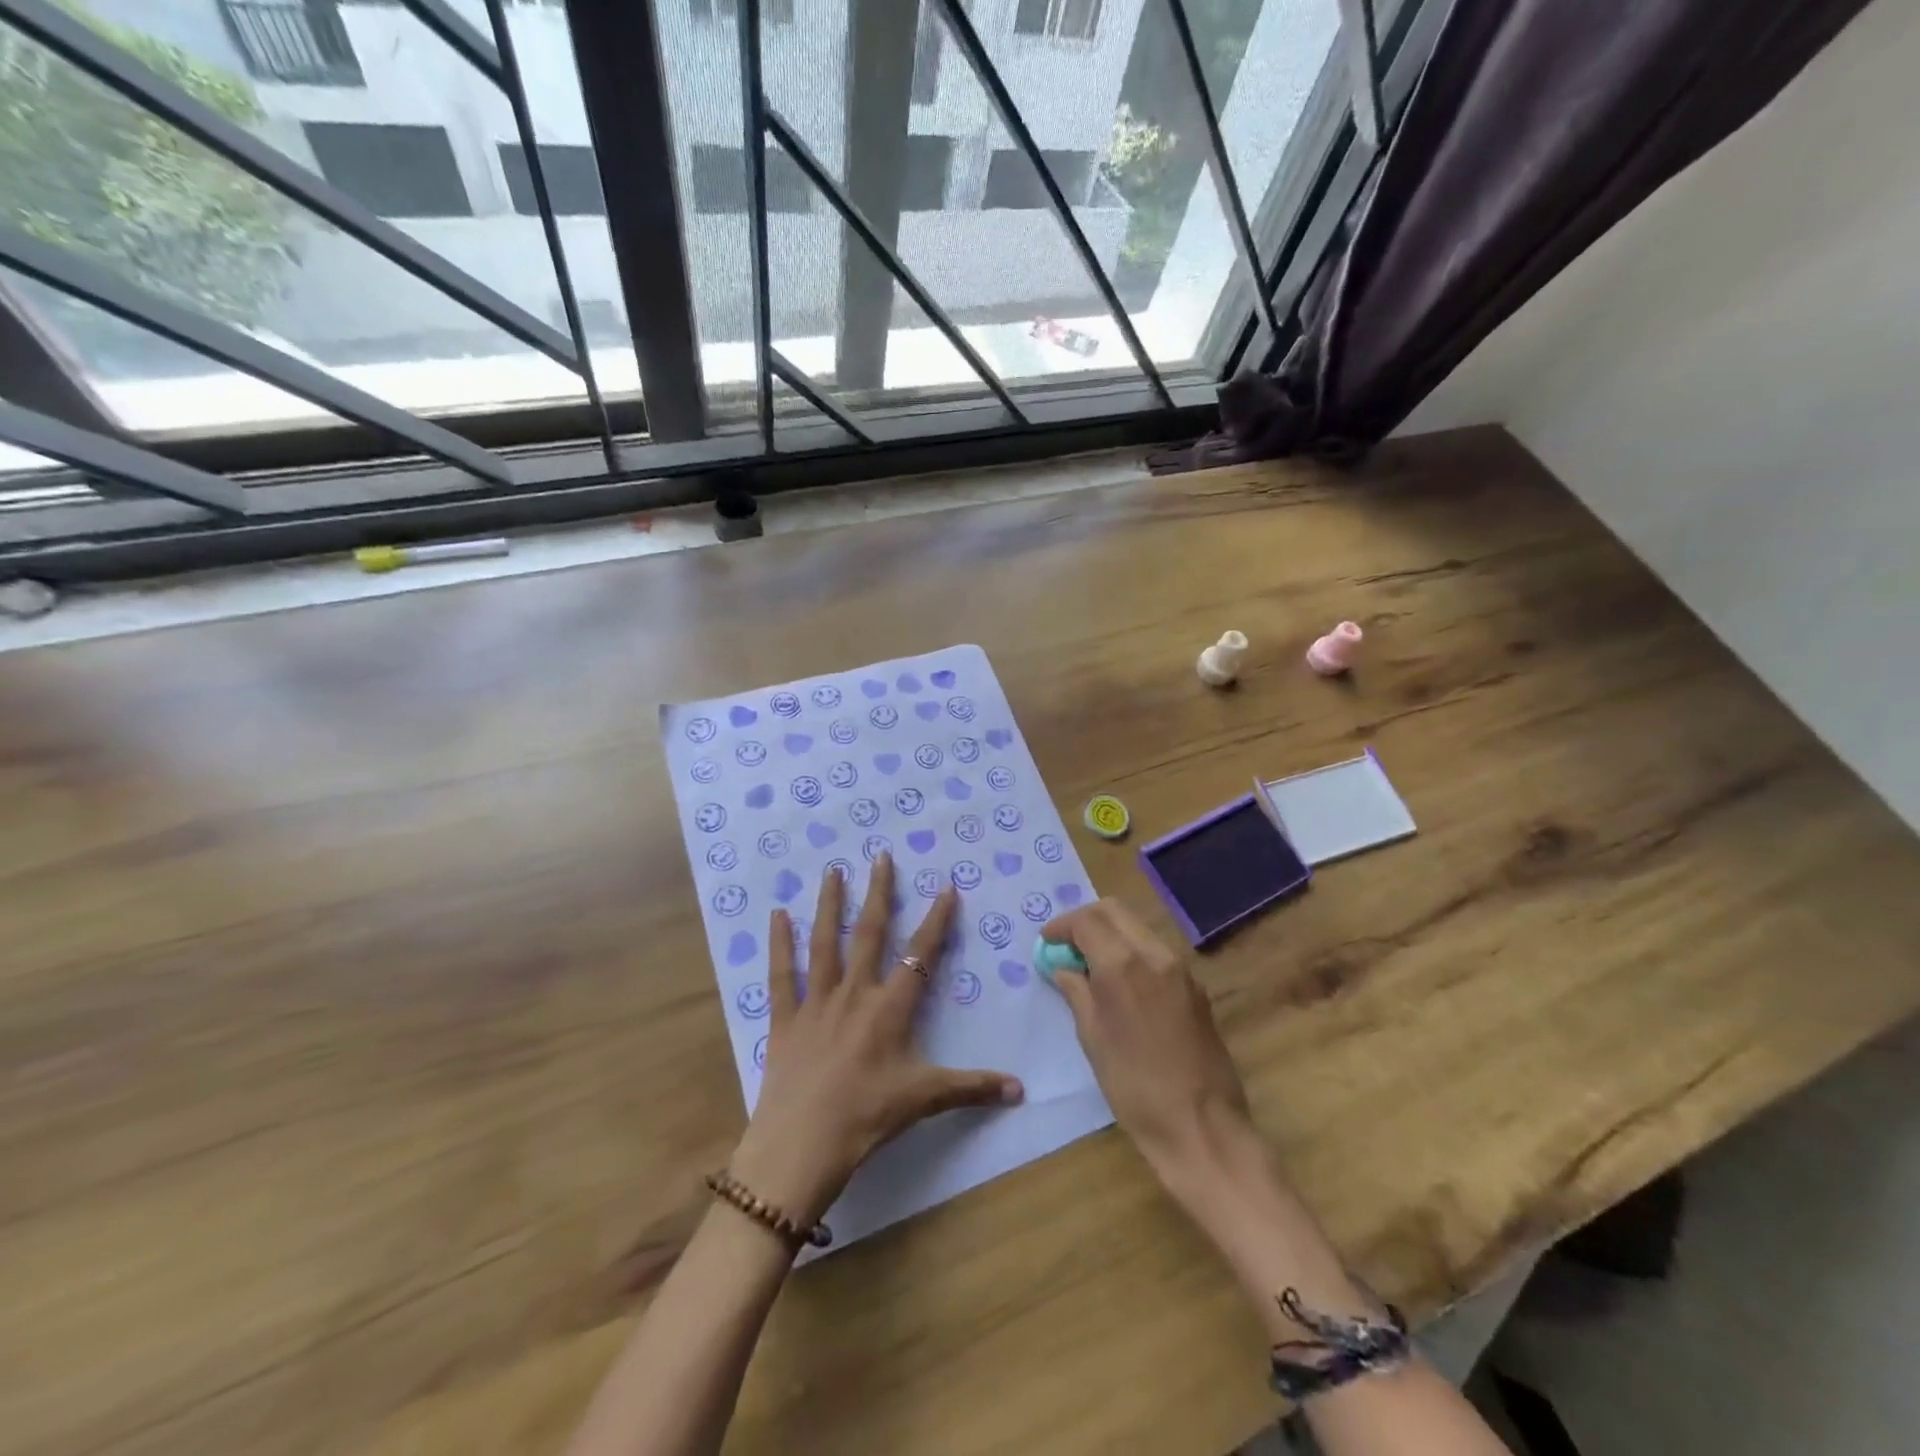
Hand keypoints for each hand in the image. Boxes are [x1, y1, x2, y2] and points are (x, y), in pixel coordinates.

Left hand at [728, 854, 1023, 1229]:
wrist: (800, 1147)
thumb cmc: (866, 1119)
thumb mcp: (924, 1100)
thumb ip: (972, 1088)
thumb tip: (1021, 1090)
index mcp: (890, 1008)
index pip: (920, 955)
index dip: (937, 920)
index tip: (946, 887)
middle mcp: (854, 993)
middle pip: (870, 933)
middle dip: (879, 893)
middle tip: (881, 856)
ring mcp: (816, 1003)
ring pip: (825, 942)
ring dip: (830, 905)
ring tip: (832, 870)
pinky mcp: (784, 1019)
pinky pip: (781, 975)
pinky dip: (779, 944)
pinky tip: (777, 914)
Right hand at [1042, 898, 1253, 1181]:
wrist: (1202, 1127)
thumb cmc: (1135, 1088)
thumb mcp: (1093, 1039)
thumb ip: (1077, 993)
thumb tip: (1064, 967)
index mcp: (1123, 965)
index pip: (1087, 921)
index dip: (1062, 926)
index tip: (1047, 941)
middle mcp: (1154, 955)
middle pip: (1115, 911)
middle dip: (1086, 920)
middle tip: (1066, 944)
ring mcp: (1180, 968)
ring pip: (1137, 927)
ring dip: (1110, 933)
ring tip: (1089, 963)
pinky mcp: (1195, 986)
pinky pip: (1155, 950)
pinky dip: (1131, 950)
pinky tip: (1119, 980)